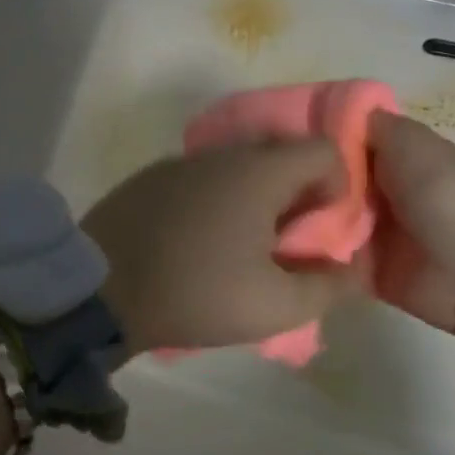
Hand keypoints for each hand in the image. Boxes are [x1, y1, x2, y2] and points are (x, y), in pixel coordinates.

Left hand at [81, 140, 365, 356]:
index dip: (338, 186)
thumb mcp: (275, 306)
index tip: (321, 230)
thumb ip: (329, 284)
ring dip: (257, 197)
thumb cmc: (196, 293)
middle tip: (288, 243)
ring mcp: (181, 161)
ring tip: (244, 246)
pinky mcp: (151, 177)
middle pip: (282, 153)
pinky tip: (201, 240)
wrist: (98, 290)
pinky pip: (203, 177)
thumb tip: (355, 263)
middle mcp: (222, 153)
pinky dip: (218, 198)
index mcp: (259, 171)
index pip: (323, 148)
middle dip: (298, 193)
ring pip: (240, 165)